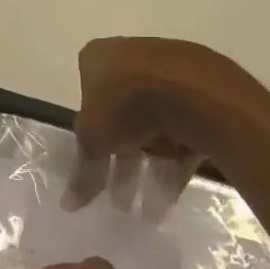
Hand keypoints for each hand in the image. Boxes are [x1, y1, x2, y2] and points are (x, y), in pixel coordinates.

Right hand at [67, 37, 262, 214]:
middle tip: (121, 200)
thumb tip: (68, 204)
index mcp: (99, 58)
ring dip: (150, 168)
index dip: (91, 136)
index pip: (87, 95)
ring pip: (155, 126)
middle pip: (123, 116)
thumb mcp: (93, 140)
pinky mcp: (200, 92)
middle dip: (122, 162)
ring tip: (149, 210)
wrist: (189, 89)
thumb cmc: (124, 103)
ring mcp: (169, 73)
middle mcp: (132, 57)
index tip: (96, 166)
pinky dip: (176, 162)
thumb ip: (83, 171)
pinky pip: (182, 130)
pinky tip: (171, 196)